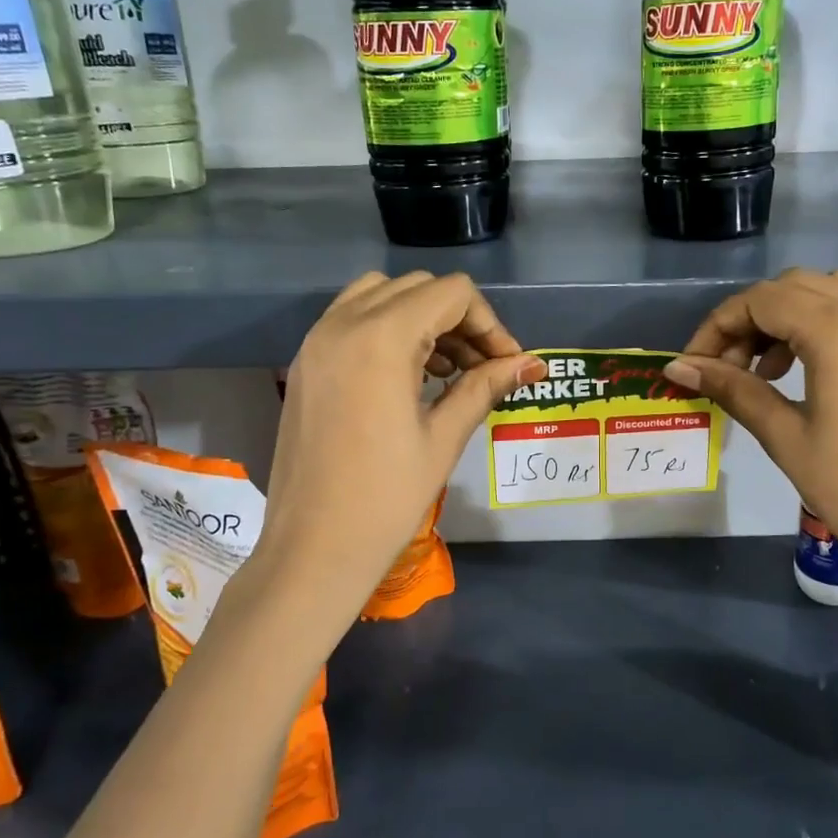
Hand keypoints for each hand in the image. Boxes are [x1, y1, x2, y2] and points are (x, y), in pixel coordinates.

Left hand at [255, 272, 542, 627]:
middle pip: (418, 288)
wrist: (313, 549)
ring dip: (422, 318)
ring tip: (447, 370)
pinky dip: (387, 328)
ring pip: (381, 295)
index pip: (451, 294)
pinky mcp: (305, 362)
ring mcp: (316, 340)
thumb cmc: (386, 498)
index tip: (507, 363)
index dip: (489, 323)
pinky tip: (408, 375)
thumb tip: (531, 363)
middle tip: (482, 367)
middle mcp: (342, 323)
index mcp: (380, 337)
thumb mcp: (444, 437)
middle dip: (459, 319)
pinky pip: (351, 318)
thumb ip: (486, 386)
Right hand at [668, 269, 837, 650]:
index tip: (696, 362)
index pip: (763, 300)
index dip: (719, 325)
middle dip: (754, 317)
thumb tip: (677, 367)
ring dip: (794, 317)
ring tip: (771, 369)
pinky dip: (833, 327)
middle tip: (731, 365)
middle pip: (798, 286)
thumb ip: (731, 387)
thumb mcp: (783, 434)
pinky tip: (819, 374)